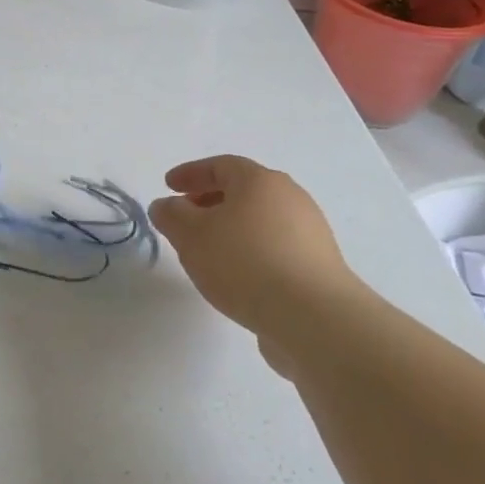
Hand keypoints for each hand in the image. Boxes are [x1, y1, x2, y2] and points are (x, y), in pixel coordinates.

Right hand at [148, 155, 365, 372]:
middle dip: (210, 200)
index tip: (168, 186)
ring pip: (260, 221)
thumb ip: (171, 215)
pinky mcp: (319, 267)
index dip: (191, 173)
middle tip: (186, 217)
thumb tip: (166, 206)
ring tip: (207, 252)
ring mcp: (310, 233)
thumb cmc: (245, 262)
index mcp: (260, 181)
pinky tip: (237, 277)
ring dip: (231, 229)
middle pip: (244, 191)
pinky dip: (251, 252)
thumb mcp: (191, 235)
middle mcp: (291, 198)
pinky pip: (276, 248)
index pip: (221, 165)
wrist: (314, 318)